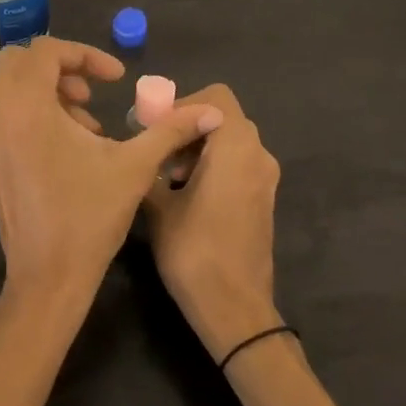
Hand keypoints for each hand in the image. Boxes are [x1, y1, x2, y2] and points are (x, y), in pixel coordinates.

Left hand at [0, 38, 221, 307]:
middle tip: (92, 93)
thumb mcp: (135, 167)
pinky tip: (70, 151)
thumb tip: (213, 111)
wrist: (48, 279)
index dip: (85, 54)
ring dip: (49, 92)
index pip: (45, 51)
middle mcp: (0, 118)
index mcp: (28, 109)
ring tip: (88, 126)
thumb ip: (171, 130)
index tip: (116, 79)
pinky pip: (8, 118)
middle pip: (19, 62)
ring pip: (11, 91)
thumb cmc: (90, 217)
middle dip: (59, 67)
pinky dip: (36, 115)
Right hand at [144, 84, 283, 360]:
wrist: (235, 308)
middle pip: (222, 118)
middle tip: (155, 150)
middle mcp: (258, 154)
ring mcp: (265, 179)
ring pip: (230, 142)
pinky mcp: (263, 200)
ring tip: (166, 177)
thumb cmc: (194, 251)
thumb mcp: (158, 205)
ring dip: (198, 148)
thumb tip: (140, 151)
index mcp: (236, 146)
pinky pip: (237, 165)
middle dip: (187, 127)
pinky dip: (212, 166)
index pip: (216, 97)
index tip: (155, 127)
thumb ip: (149, 166)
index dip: (182, 103)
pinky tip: (186, 195)